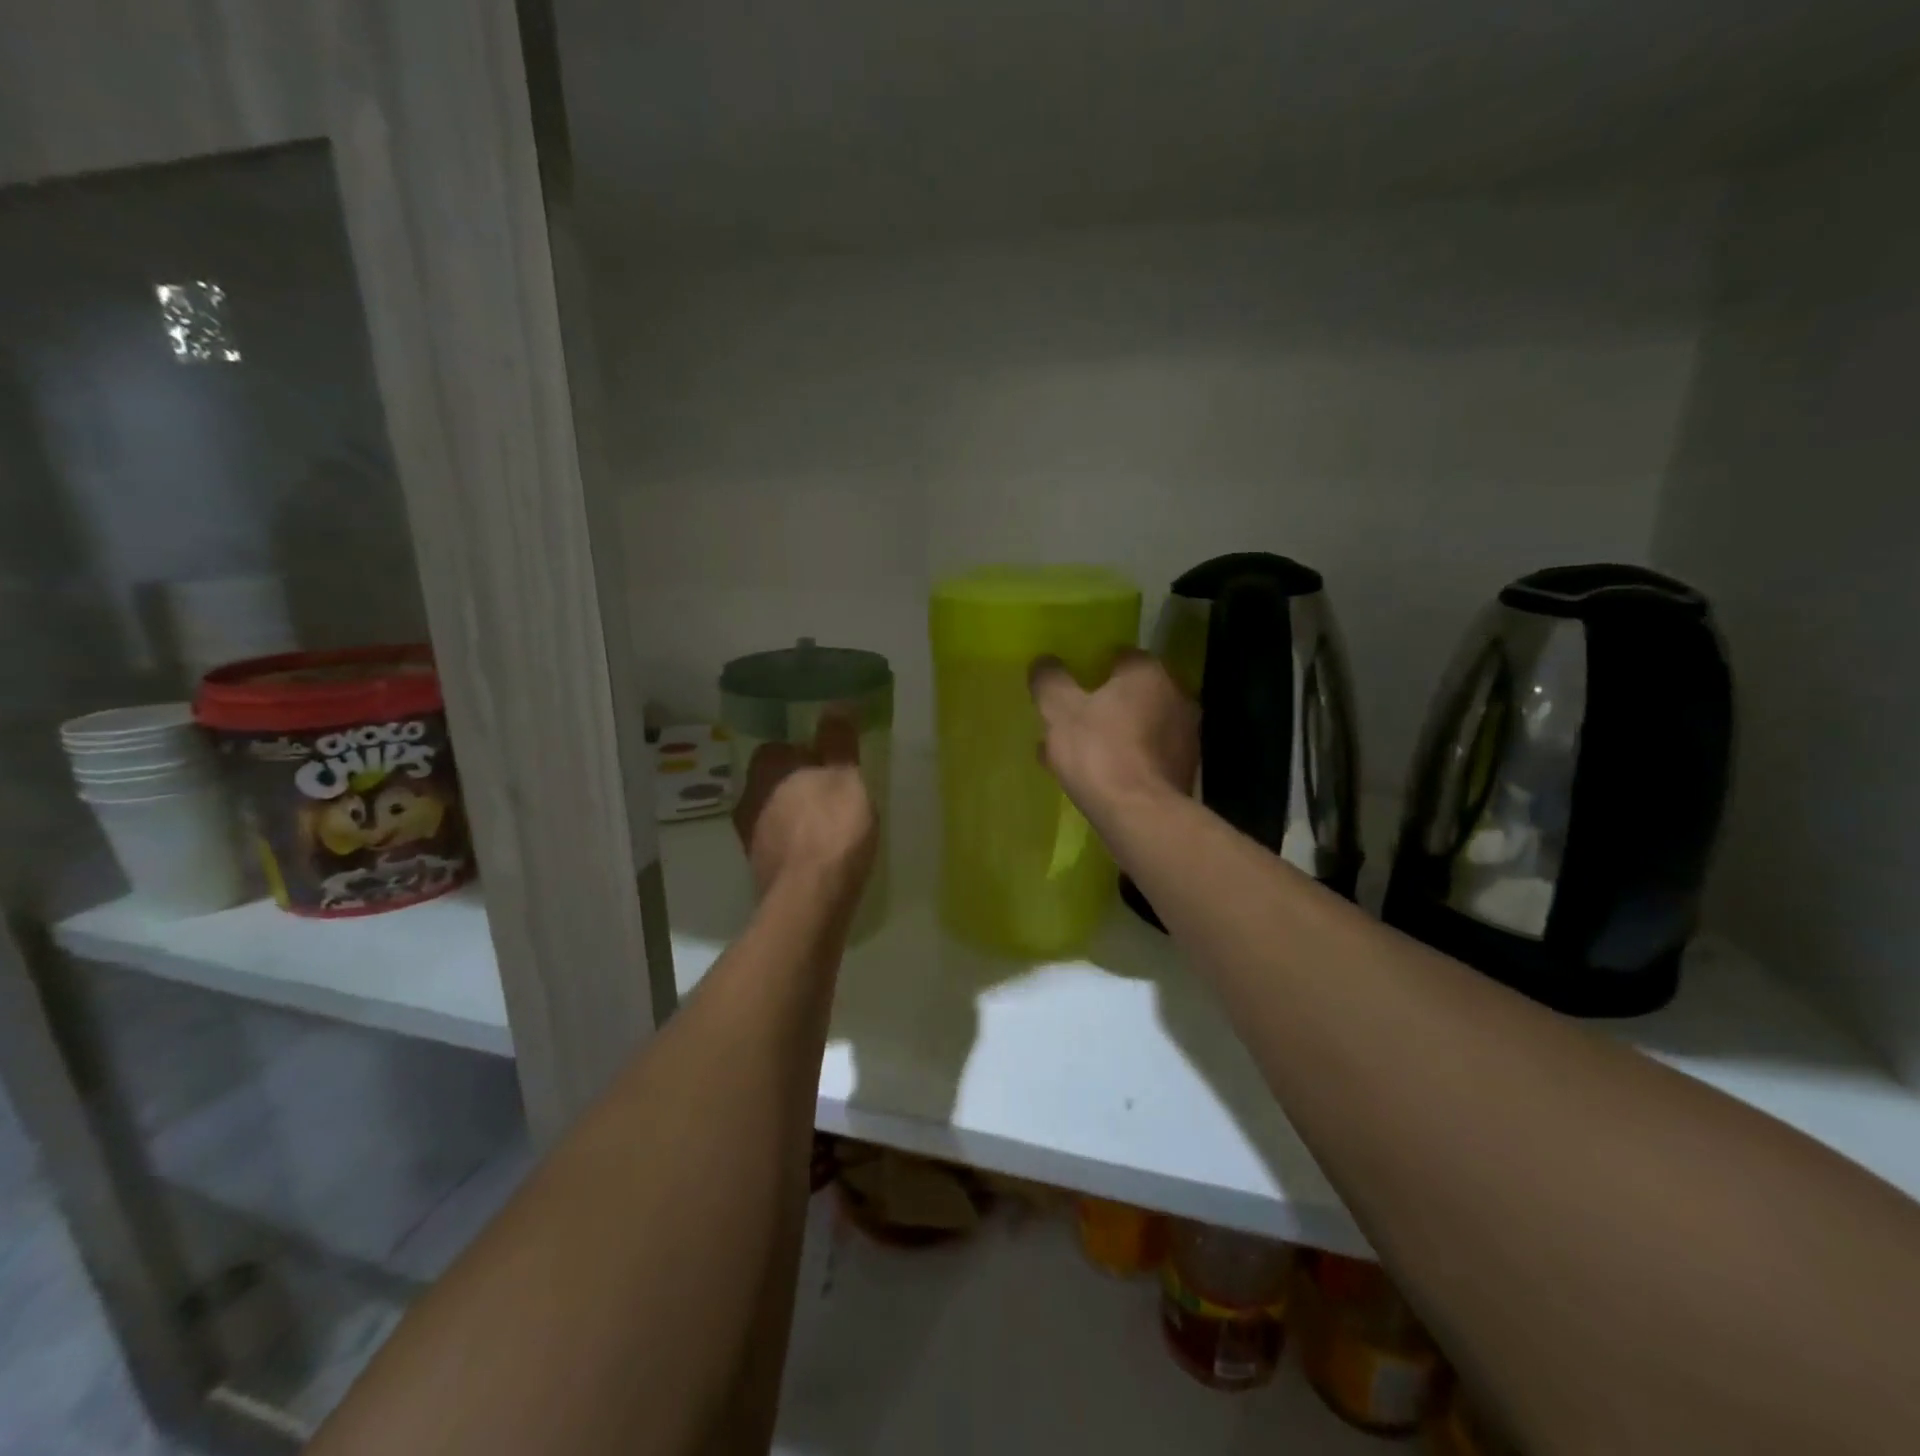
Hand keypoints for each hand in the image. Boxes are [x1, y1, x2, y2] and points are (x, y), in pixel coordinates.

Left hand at [731, 712, 877, 899]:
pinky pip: (781, 845)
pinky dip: (798, 845)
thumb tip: (835, 704)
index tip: (830, 763)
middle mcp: (749, 799)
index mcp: (767, 770)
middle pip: (775, 782)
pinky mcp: (760, 870)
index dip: (805, 753)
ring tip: (832, 826)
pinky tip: (822, 855)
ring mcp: (750, 837)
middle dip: (800, 785)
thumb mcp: (846, 776)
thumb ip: (839, 741)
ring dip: (797, 816)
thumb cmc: (831, 828)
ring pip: (775, 814)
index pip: (778, 748)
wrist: (810, 899)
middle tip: (834, 793)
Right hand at [1029, 649, 1198, 820]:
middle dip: (1102, 705)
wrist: (1139, 814)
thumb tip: (1044, 661)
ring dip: (1112, 734)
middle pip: (1131, 693)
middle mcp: (1176, 696)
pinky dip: (1124, 759)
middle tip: (1071, 723)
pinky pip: (1146, 755)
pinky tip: (1097, 778)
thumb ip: (1049, 680)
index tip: (1070, 688)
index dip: (1091, 669)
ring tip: (1077, 756)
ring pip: (1138, 726)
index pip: (1120, 656)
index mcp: (1149, 672)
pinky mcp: (1184, 770)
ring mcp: (1185, 735)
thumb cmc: (1098, 751)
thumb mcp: (1059, 710)